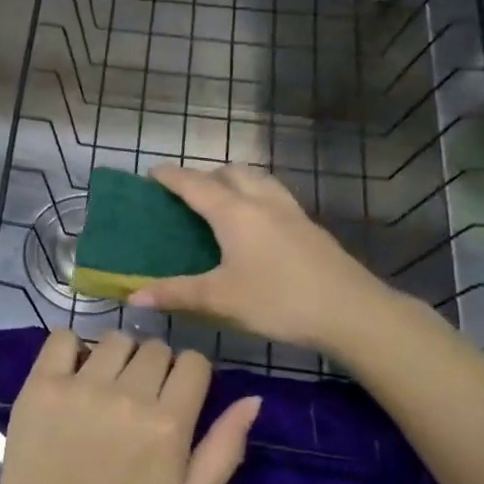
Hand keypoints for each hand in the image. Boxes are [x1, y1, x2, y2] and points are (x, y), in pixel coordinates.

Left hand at [0, 330, 258, 483]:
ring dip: (117, 356)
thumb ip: (224, 450)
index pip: (193, 362)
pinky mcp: (43, 382)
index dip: (189, 374)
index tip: (176, 393)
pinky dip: (70, 346)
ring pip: (115, 339)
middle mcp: (129, 394)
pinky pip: (62, 336)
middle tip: (139, 395)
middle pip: (155, 347)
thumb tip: (253, 400)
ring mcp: (82, 384)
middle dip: (154, 366)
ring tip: (105, 385)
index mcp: (169, 423)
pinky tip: (71, 372)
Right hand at [127, 165, 394, 352]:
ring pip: (258, 180)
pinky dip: (257, 196)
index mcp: (234, 213)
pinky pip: (275, 197)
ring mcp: (291, 212)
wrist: (351, 311)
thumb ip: (175, 294)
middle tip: (188, 192)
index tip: (153, 172)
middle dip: (206, 175)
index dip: (171, 177)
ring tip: (223, 200)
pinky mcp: (310, 228)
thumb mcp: (220, 299)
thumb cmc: (278, 300)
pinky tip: (259, 225)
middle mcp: (261, 202)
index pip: (195, 185)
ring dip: (235, 181)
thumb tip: (132, 298)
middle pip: (230, 173)